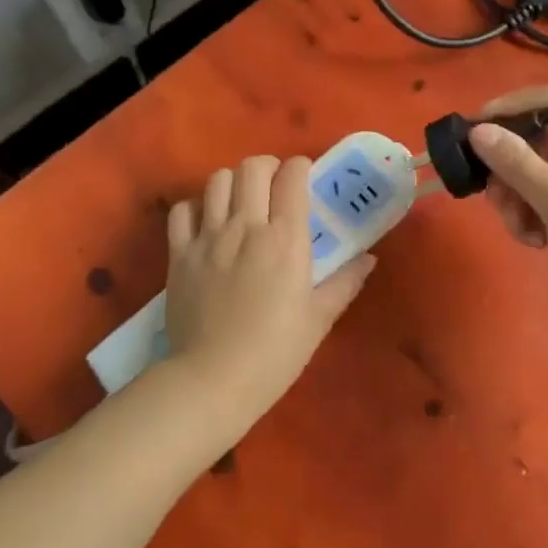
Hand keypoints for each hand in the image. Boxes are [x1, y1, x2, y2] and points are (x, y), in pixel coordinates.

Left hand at [163, 155, 373, 437]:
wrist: (213, 380)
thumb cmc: (275, 352)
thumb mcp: (318, 319)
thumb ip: (345, 282)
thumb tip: (369, 260)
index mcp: (285, 239)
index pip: (291, 177)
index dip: (300, 167)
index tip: (304, 177)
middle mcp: (246, 227)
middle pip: (252, 168)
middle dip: (267, 167)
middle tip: (274, 186)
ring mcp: (208, 238)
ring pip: (217, 181)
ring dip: (233, 183)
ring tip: (240, 201)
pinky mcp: (179, 254)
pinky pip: (182, 211)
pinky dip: (196, 207)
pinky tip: (206, 223)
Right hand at [468, 88, 547, 327]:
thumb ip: (514, 162)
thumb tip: (479, 130)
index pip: (545, 100)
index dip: (506, 108)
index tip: (472, 133)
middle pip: (538, 142)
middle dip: (509, 172)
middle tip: (495, 202)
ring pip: (542, 174)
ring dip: (521, 200)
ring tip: (522, 233)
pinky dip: (539, 215)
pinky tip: (538, 241)